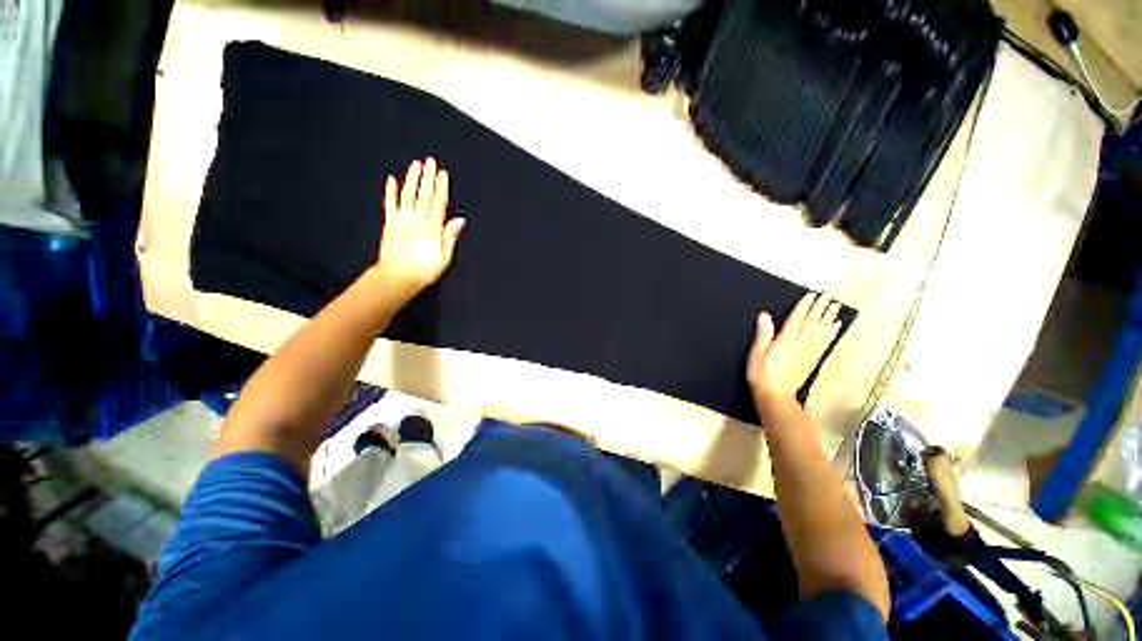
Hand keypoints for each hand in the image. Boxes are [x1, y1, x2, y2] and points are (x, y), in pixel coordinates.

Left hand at [370, 158, 464, 292]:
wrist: (398, 277)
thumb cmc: (424, 270)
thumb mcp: (444, 256)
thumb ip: (450, 236)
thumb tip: (459, 219)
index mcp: (432, 227)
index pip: (438, 202)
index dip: (441, 187)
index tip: (443, 173)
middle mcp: (417, 219)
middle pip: (424, 194)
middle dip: (427, 177)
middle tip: (429, 161)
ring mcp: (402, 219)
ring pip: (408, 195)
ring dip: (412, 179)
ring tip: (415, 165)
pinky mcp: (390, 223)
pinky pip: (390, 204)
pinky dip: (391, 191)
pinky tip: (392, 179)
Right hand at [746, 293, 841, 403]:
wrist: (776, 396)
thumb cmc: (762, 375)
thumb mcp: (757, 354)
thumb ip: (763, 334)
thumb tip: (764, 315)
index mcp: (786, 342)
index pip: (796, 320)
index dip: (804, 307)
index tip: (811, 295)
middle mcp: (801, 345)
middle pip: (812, 323)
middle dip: (820, 308)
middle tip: (829, 295)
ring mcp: (809, 353)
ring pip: (822, 331)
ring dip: (829, 318)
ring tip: (836, 306)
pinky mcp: (813, 360)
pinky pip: (825, 343)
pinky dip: (832, 333)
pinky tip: (836, 326)